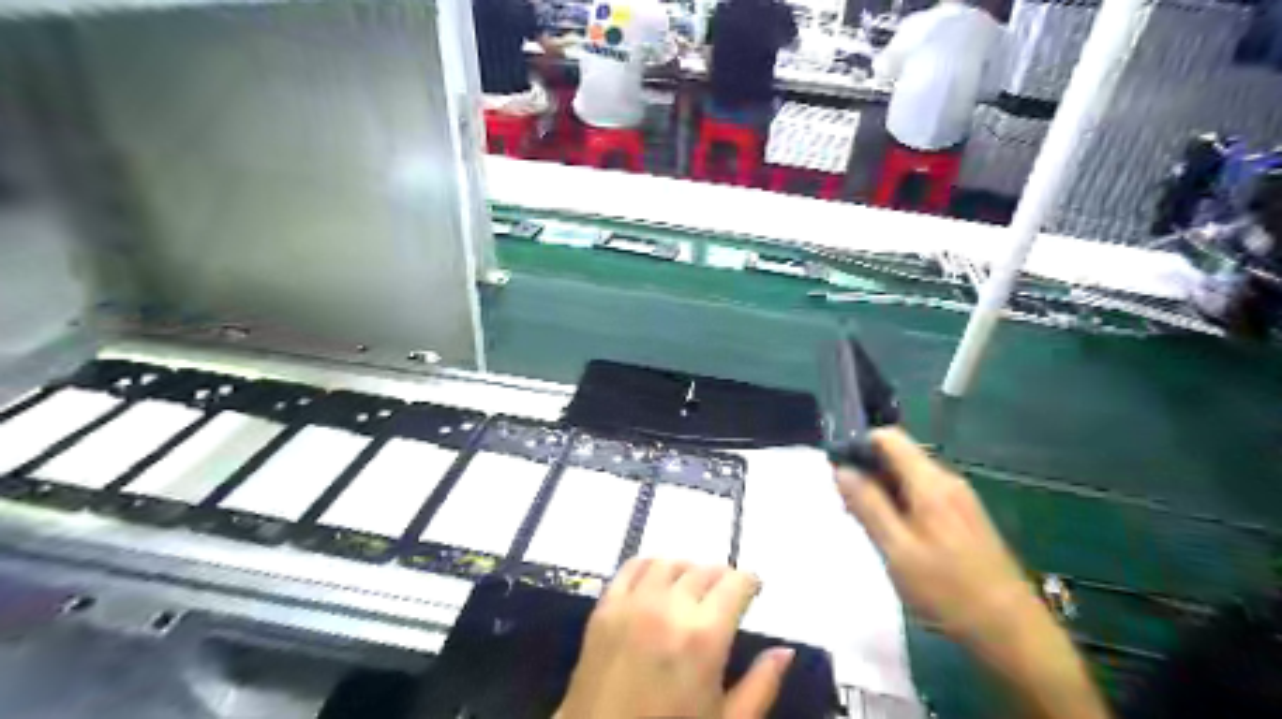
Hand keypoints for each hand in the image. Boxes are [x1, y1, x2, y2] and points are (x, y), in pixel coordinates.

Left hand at [560, 560, 798, 718]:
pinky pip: (632, 567)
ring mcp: (633, 603)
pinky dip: (650, 565)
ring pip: (670, 563)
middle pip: (704, 570)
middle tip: (725, 596)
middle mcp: (670, 607)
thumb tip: (785, 650)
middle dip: (721, 578)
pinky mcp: (605, 607)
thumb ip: (761, 685)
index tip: (754, 590)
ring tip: (692, 588)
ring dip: (687, 570)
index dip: (750, 582)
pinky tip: (657, 579)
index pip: (735, 583)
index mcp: (704, 636)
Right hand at [832, 431, 1038, 644]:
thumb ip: (867, 505)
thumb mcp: (897, 550)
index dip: (858, 446)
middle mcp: (947, 480)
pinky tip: (893, 535)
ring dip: (882, 491)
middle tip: (846, 506)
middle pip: (897, 456)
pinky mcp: (965, 517)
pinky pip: (923, 495)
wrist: (1012, 632)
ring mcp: (959, 499)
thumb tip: (841, 469)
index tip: (837, 472)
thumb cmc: (949, 590)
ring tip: (865, 524)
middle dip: (867, 473)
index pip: (888, 438)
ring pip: (909, 477)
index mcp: (930, 482)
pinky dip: (900, 504)